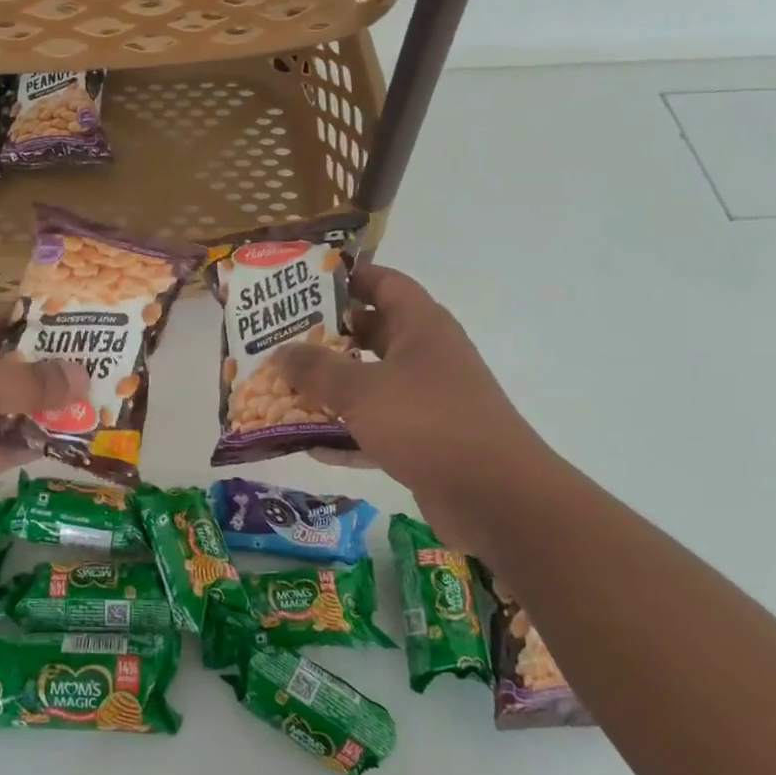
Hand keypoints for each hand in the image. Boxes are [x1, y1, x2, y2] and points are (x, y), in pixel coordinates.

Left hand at [0, 301, 84, 549]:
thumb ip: (28, 382)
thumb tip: (82, 375)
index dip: (27, 317)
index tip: (74, 322)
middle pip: (9, 365)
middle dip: (50, 368)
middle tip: (102, 367)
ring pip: (13, 408)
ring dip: (48, 409)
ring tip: (98, 405)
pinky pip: (7, 445)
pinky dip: (34, 442)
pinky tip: (70, 440)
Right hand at [277, 264, 553, 550]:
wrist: (495, 497)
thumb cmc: (427, 423)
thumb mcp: (361, 390)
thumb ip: (316, 370)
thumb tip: (280, 353)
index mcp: (421, 327)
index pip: (384, 283)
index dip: (347, 277)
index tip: (303, 283)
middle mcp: (426, 356)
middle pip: (370, 333)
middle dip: (326, 337)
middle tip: (279, 338)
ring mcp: (427, 400)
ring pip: (370, 383)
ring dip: (330, 389)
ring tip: (282, 388)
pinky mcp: (424, 440)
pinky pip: (375, 428)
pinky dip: (345, 434)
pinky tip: (308, 444)